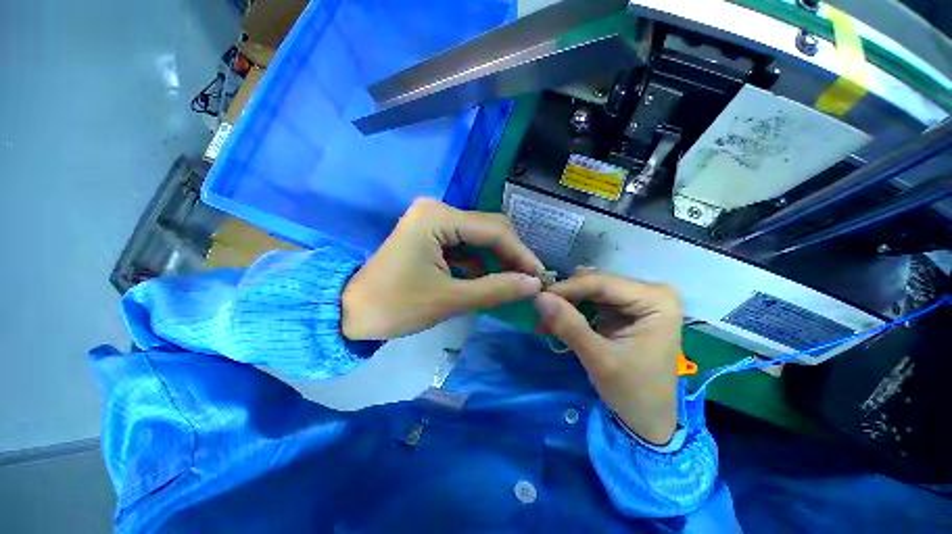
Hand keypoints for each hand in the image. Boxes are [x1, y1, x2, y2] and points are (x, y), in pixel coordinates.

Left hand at [342, 199, 543, 340]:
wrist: (349, 312)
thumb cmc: (395, 306)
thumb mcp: (449, 299)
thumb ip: (496, 289)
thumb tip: (534, 284)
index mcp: (438, 217)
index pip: (494, 230)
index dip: (521, 254)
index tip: (540, 277)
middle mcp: (437, 210)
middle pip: (488, 228)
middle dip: (511, 255)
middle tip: (529, 281)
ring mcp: (433, 221)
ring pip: (479, 236)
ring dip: (498, 258)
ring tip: (515, 281)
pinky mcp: (431, 235)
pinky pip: (466, 244)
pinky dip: (481, 261)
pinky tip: (491, 277)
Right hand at [534, 271, 682, 444]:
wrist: (649, 419)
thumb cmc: (634, 392)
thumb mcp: (600, 361)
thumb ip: (570, 326)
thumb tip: (539, 297)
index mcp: (656, 300)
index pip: (602, 282)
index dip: (567, 287)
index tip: (537, 296)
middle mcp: (649, 292)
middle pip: (595, 283)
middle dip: (565, 296)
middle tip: (538, 309)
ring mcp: (636, 299)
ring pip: (590, 289)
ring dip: (565, 302)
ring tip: (544, 318)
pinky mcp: (624, 309)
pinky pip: (591, 300)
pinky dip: (572, 310)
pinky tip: (556, 321)